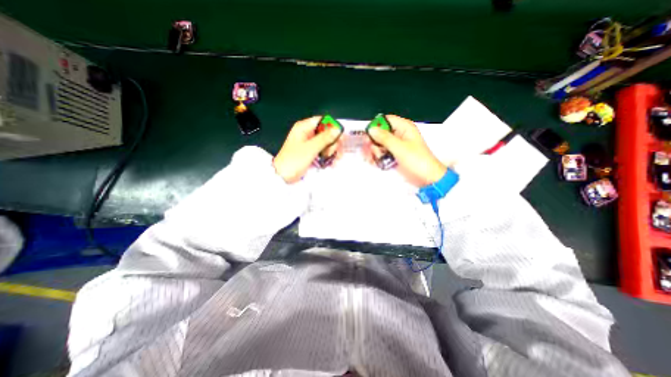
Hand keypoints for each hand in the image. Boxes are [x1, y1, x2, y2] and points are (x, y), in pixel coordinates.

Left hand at [275, 116, 341, 183]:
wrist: (283, 176)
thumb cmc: (293, 160)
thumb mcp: (311, 148)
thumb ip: (325, 138)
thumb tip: (337, 129)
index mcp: (304, 128)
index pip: (323, 121)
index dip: (332, 127)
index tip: (340, 137)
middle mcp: (307, 134)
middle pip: (326, 133)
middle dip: (333, 143)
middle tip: (334, 152)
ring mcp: (309, 144)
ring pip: (326, 143)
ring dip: (332, 151)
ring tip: (335, 160)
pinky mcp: (311, 153)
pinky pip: (323, 151)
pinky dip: (328, 157)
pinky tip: (332, 163)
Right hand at [366, 113, 444, 185]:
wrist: (426, 178)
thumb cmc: (417, 161)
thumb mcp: (400, 148)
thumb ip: (384, 138)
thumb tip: (371, 129)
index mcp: (404, 128)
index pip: (386, 120)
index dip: (376, 126)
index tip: (368, 135)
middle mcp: (399, 135)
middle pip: (379, 133)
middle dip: (373, 142)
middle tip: (369, 150)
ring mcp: (395, 146)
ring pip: (378, 144)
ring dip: (373, 151)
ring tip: (371, 158)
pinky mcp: (393, 156)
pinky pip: (381, 153)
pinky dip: (376, 157)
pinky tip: (373, 162)